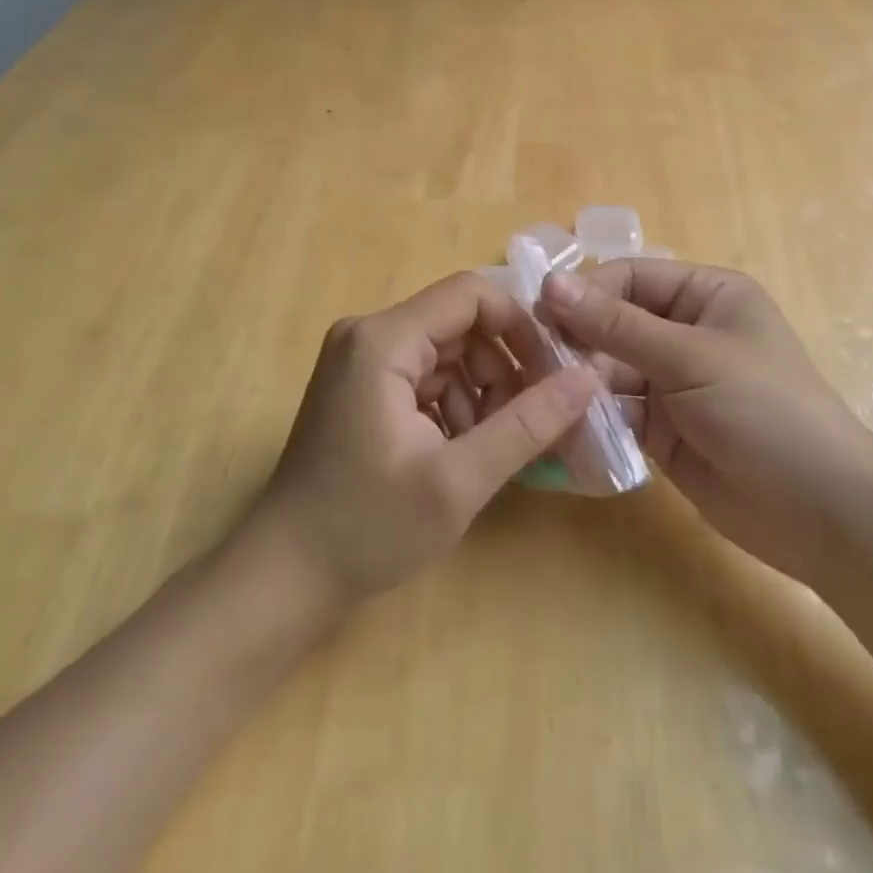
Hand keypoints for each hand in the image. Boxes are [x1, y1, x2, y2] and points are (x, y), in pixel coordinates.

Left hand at [252, 272, 598, 607]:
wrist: (283, 578)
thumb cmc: (367, 528)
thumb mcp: (459, 480)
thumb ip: (527, 425)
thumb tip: (589, 379)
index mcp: (383, 339)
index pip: (472, 295)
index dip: (520, 327)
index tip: (553, 375)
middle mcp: (369, 334)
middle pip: (461, 325)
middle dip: (503, 369)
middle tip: (532, 422)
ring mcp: (362, 361)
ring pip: (449, 353)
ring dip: (482, 393)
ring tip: (493, 448)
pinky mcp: (363, 387)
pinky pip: (427, 376)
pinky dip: (456, 406)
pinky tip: (461, 452)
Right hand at [540, 261, 872, 582]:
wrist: (821, 513)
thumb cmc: (764, 410)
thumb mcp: (690, 358)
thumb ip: (617, 325)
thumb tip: (550, 284)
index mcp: (707, 294)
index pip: (631, 277)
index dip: (587, 293)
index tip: (542, 319)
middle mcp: (688, 330)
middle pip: (615, 322)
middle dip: (579, 341)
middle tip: (538, 366)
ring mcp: (674, 381)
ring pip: (610, 368)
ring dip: (581, 381)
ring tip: (546, 398)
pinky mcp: (663, 428)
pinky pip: (617, 410)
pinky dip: (593, 417)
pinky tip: (565, 427)